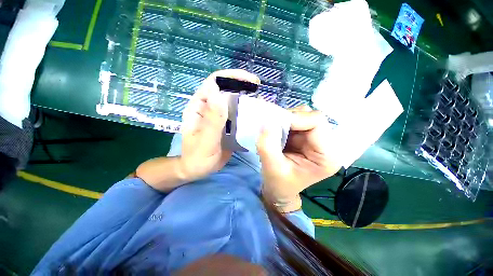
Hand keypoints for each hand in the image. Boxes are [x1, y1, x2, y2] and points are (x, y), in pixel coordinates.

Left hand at [179, 69, 259, 180]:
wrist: (198, 168)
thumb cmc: (197, 156)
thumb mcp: (205, 140)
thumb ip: (211, 119)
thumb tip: (217, 93)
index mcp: (199, 106)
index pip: (215, 82)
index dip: (232, 77)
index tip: (251, 81)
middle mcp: (209, 107)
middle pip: (226, 89)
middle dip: (242, 86)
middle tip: (259, 91)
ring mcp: (218, 115)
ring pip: (233, 101)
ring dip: (246, 99)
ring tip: (260, 103)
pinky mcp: (226, 123)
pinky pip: (237, 113)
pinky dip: (246, 112)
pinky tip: (256, 116)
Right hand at [256, 105, 340, 208]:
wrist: (279, 189)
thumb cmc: (278, 184)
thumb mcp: (272, 167)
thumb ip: (268, 145)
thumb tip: (267, 121)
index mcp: (327, 156)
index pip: (317, 122)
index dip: (295, 119)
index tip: (275, 125)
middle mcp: (327, 145)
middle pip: (311, 117)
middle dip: (290, 120)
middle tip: (273, 129)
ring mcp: (317, 140)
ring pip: (303, 116)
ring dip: (286, 121)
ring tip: (275, 133)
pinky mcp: (307, 138)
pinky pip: (296, 121)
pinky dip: (284, 123)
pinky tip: (278, 134)